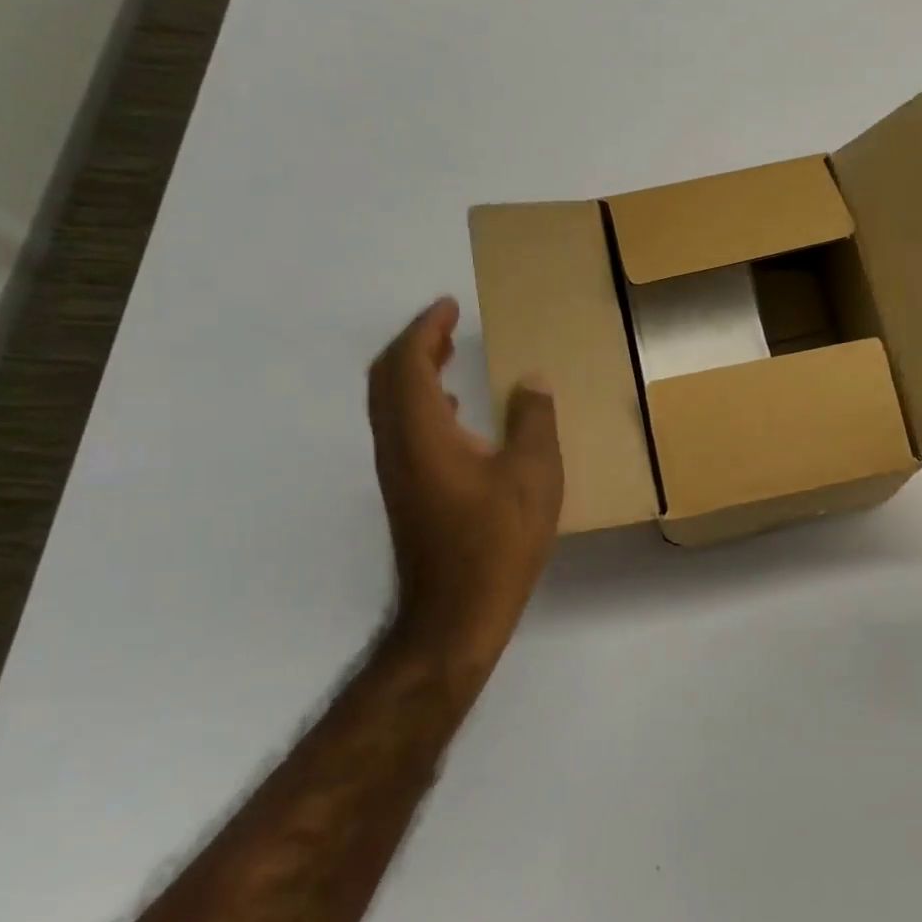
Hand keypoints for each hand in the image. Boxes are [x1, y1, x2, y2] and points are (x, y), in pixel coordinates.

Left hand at [367, 298, 562, 670]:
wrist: (455, 615)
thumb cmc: (497, 541)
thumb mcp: (534, 475)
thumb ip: (533, 420)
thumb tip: (531, 381)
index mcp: (422, 431)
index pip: (408, 361)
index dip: (426, 328)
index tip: (449, 306)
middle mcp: (397, 445)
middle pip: (387, 378)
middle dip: (414, 344)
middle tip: (447, 326)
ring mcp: (397, 472)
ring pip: (390, 404)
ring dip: (414, 373)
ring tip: (449, 358)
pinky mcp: (405, 493)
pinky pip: (401, 428)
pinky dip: (420, 404)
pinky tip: (455, 416)